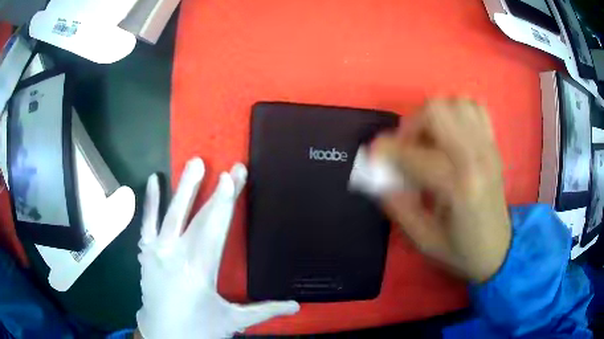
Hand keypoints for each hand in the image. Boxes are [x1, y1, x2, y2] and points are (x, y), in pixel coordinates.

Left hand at [136, 158, 298, 338]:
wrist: (163, 336)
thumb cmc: (198, 329)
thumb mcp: (232, 320)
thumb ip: (265, 310)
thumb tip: (297, 306)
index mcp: (200, 270)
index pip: (216, 228)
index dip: (226, 201)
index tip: (235, 176)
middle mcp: (177, 255)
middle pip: (199, 217)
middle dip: (215, 191)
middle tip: (229, 168)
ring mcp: (158, 251)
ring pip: (171, 213)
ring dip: (184, 187)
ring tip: (195, 162)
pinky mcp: (147, 253)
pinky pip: (147, 222)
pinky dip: (150, 201)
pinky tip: (154, 179)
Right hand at [376, 98, 510, 282]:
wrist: (499, 249)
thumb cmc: (461, 250)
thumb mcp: (423, 240)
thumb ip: (398, 206)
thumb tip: (377, 177)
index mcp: (459, 187)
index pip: (415, 153)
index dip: (386, 150)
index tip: (374, 155)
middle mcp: (476, 158)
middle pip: (437, 111)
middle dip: (412, 124)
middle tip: (407, 147)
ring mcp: (488, 147)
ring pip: (455, 102)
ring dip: (435, 115)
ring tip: (430, 139)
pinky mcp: (494, 145)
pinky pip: (475, 108)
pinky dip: (458, 112)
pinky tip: (452, 133)